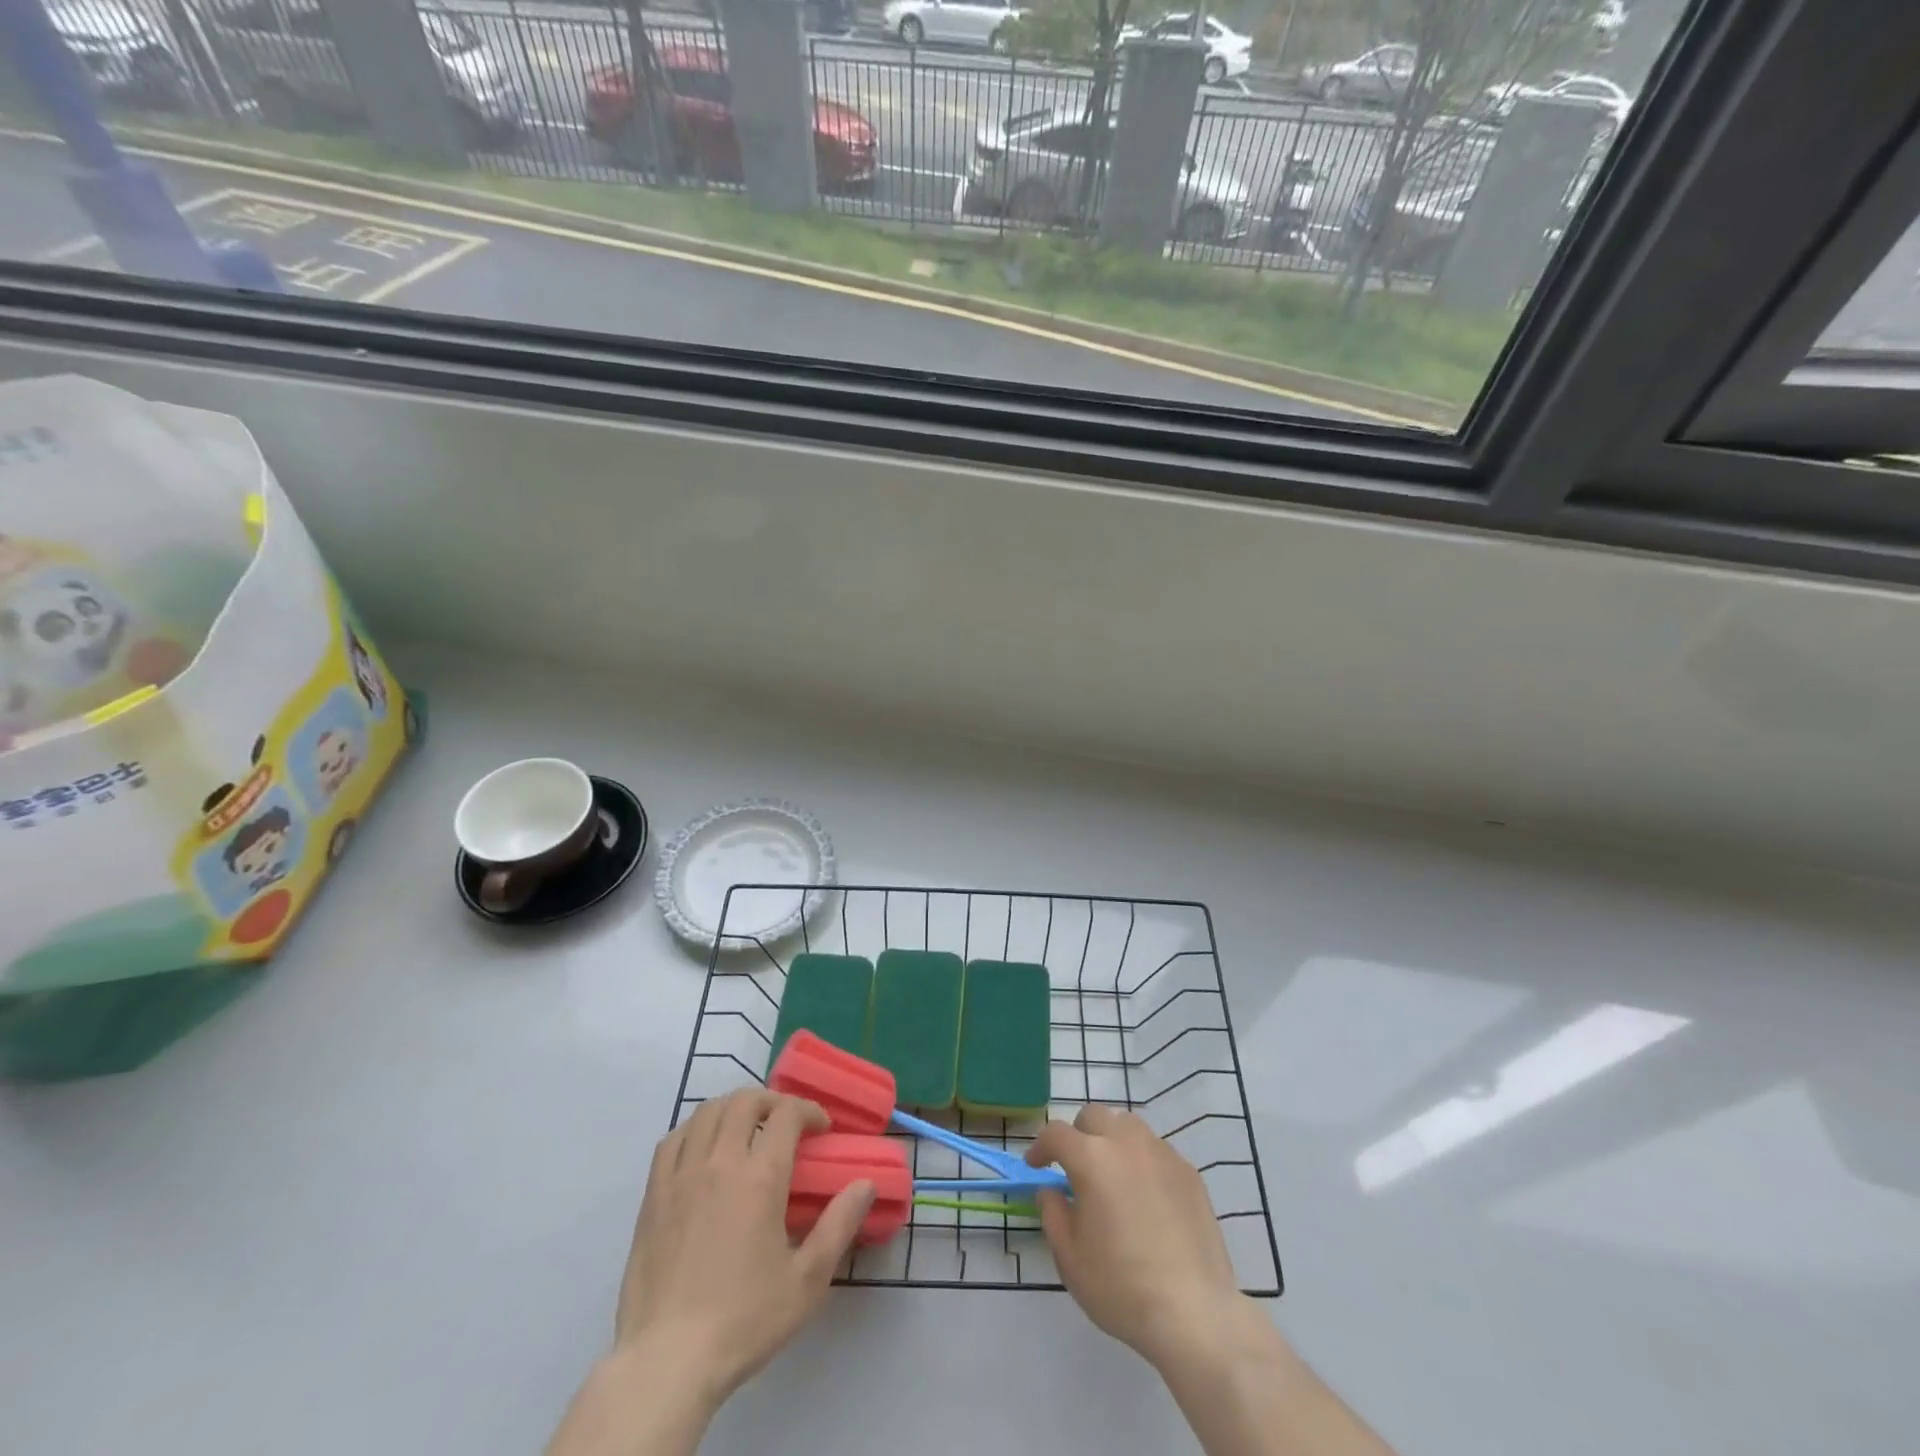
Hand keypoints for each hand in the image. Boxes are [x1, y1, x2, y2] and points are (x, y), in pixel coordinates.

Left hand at [615, 1087, 874, 1408]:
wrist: (667, 1362)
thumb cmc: (744, 1320)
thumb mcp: (807, 1280)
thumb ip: (839, 1225)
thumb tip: (866, 1184)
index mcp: (760, 1177)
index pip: (787, 1114)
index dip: (809, 1111)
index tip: (821, 1129)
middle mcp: (720, 1162)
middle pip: (744, 1100)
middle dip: (771, 1101)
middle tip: (786, 1122)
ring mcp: (681, 1176)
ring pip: (707, 1112)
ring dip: (733, 1109)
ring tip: (747, 1128)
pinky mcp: (653, 1196)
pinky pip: (673, 1140)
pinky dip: (694, 1130)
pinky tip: (704, 1149)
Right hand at [1026, 1104, 1243, 1368]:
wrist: (1193, 1312)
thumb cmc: (1121, 1287)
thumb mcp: (1069, 1257)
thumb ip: (1052, 1213)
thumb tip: (1051, 1190)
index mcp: (1092, 1159)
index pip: (1057, 1133)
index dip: (1041, 1146)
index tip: (1035, 1167)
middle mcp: (1126, 1143)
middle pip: (1094, 1116)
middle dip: (1078, 1135)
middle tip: (1075, 1168)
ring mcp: (1162, 1154)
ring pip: (1128, 1125)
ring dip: (1111, 1139)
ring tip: (1112, 1174)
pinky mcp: (1189, 1172)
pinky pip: (1156, 1150)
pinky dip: (1142, 1160)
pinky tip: (1145, 1195)